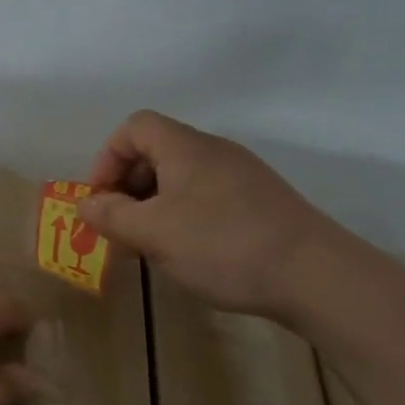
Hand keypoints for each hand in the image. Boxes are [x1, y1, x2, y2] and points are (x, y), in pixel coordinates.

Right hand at [79, 110, 339, 317]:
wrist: (319, 277)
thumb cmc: (223, 246)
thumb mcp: (153, 233)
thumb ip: (111, 216)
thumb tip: (85, 204)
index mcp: (185, 147)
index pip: (134, 127)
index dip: (107, 158)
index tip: (102, 199)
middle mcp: (215, 151)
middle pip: (157, 150)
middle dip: (129, 185)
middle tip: (122, 226)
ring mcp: (243, 176)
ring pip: (182, 177)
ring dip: (156, 204)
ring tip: (153, 244)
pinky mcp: (263, 202)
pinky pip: (208, 195)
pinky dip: (186, 215)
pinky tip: (193, 252)